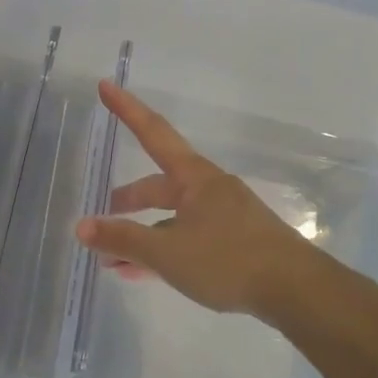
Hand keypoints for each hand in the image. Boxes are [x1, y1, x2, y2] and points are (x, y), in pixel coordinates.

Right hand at [75, 81, 318, 314]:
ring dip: (142, 234)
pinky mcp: (234, 243)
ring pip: (171, 218)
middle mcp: (208, 190)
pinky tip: (143, 274)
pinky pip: (187, 238)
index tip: (106, 85)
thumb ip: (122, 238)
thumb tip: (81, 227)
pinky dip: (162, 250)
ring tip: (114, 260)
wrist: (296, 291)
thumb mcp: (166, 252)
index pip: (153, 133)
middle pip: (159, 186)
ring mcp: (224, 216)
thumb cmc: (228, 260)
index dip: (127, 110)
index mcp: (193, 178)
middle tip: (103, 215)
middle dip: (129, 200)